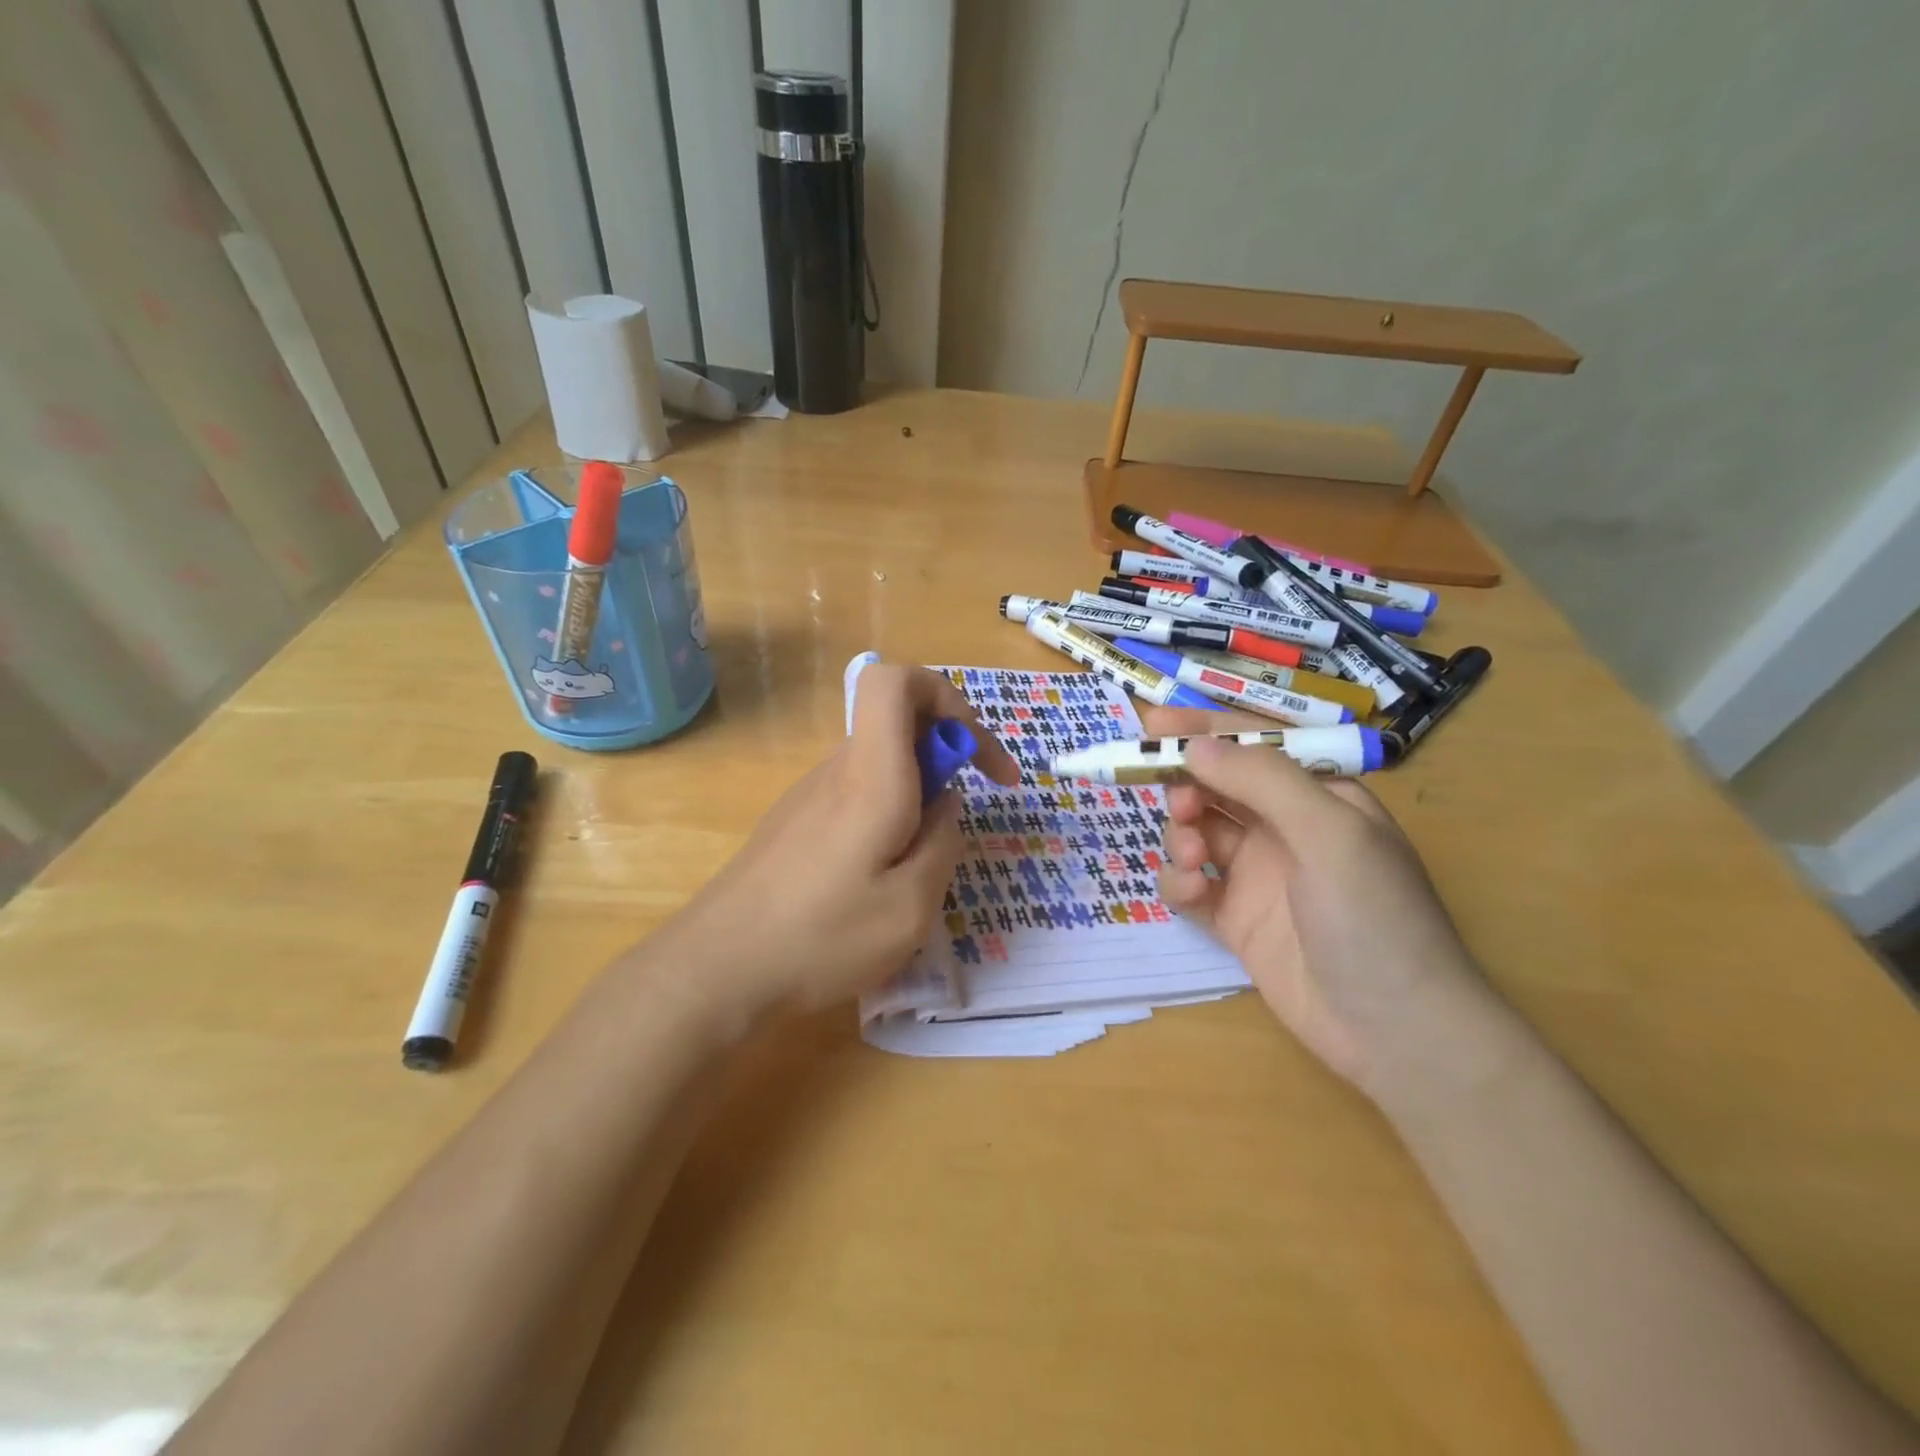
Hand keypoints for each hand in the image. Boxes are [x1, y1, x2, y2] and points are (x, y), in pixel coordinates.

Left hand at [653, 663, 1018, 1024]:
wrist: (716, 970)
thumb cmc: (821, 939)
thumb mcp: (910, 907)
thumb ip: (943, 842)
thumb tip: (945, 803)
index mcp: (870, 776)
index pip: (894, 681)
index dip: (944, 696)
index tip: (973, 754)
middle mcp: (837, 771)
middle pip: (895, 722)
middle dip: (944, 754)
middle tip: (960, 820)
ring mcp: (809, 795)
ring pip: (879, 763)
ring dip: (915, 792)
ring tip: (918, 867)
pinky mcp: (794, 822)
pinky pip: (855, 794)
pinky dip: (886, 815)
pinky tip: (877, 879)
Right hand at [1141, 707, 1499, 1101]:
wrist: (1395, 1030)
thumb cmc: (1374, 916)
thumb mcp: (1329, 833)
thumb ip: (1262, 781)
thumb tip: (1194, 746)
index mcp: (1318, 796)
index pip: (1253, 746)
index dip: (1203, 730)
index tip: (1152, 723)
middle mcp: (1285, 829)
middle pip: (1217, 787)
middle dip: (1188, 787)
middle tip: (1179, 803)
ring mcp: (1257, 875)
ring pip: (1197, 833)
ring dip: (1182, 835)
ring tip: (1193, 858)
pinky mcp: (1235, 919)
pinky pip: (1191, 885)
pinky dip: (1179, 882)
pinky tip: (1189, 893)